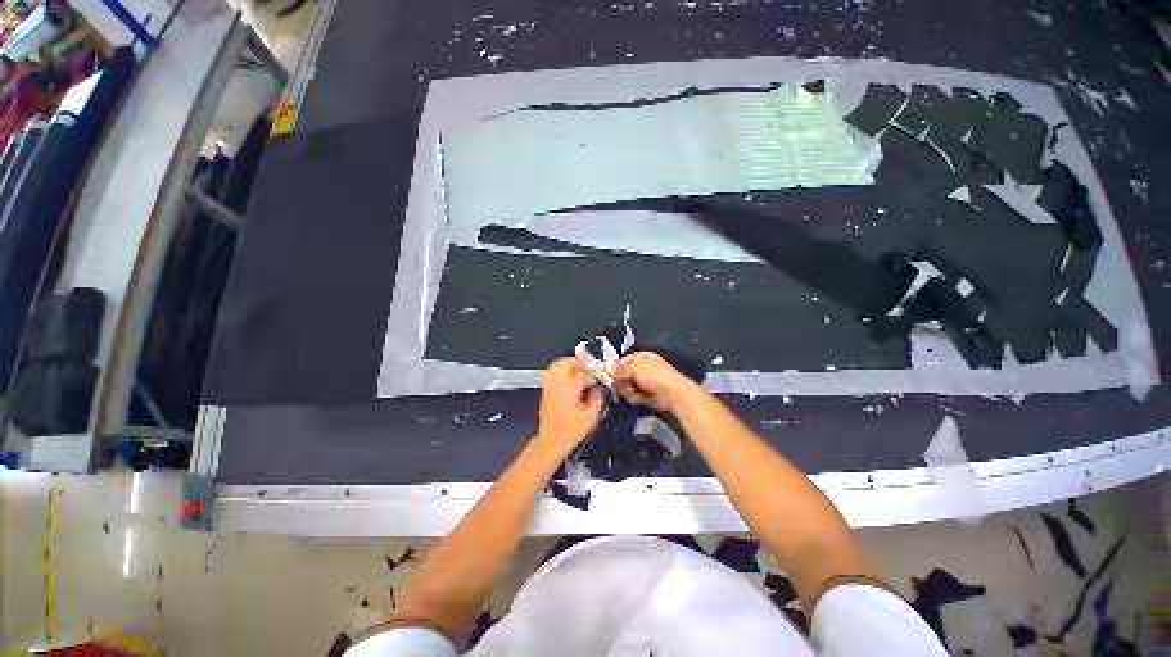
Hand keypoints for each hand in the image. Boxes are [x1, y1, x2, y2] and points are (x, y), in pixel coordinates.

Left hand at [535, 358, 604, 455]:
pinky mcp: (545, 391)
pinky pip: (551, 374)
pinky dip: (560, 371)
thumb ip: (597, 398)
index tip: (599, 375)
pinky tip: (570, 379)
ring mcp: (549, 387)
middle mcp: (556, 384)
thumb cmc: (571, 431)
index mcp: (568, 389)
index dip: (593, 372)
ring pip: (555, 366)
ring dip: (568, 365)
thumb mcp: (591, 417)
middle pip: (565, 363)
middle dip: (578, 362)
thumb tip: (598, 388)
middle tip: (587, 367)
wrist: (550, 442)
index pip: (582, 372)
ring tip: (578, 370)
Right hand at [614, 351, 699, 413]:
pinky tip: (638, 398)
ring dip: (627, 391)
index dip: (615, 367)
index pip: (623, 360)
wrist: (672, 393)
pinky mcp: (645, 395)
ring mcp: (644, 382)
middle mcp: (642, 368)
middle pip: (623, 375)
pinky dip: (634, 398)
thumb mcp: (635, 367)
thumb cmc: (654, 375)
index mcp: (641, 357)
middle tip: (623, 385)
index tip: (610, 375)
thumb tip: (610, 373)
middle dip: (621, 381)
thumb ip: (620, 369)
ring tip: (633, 392)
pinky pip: (632, 396)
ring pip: (626, 387)